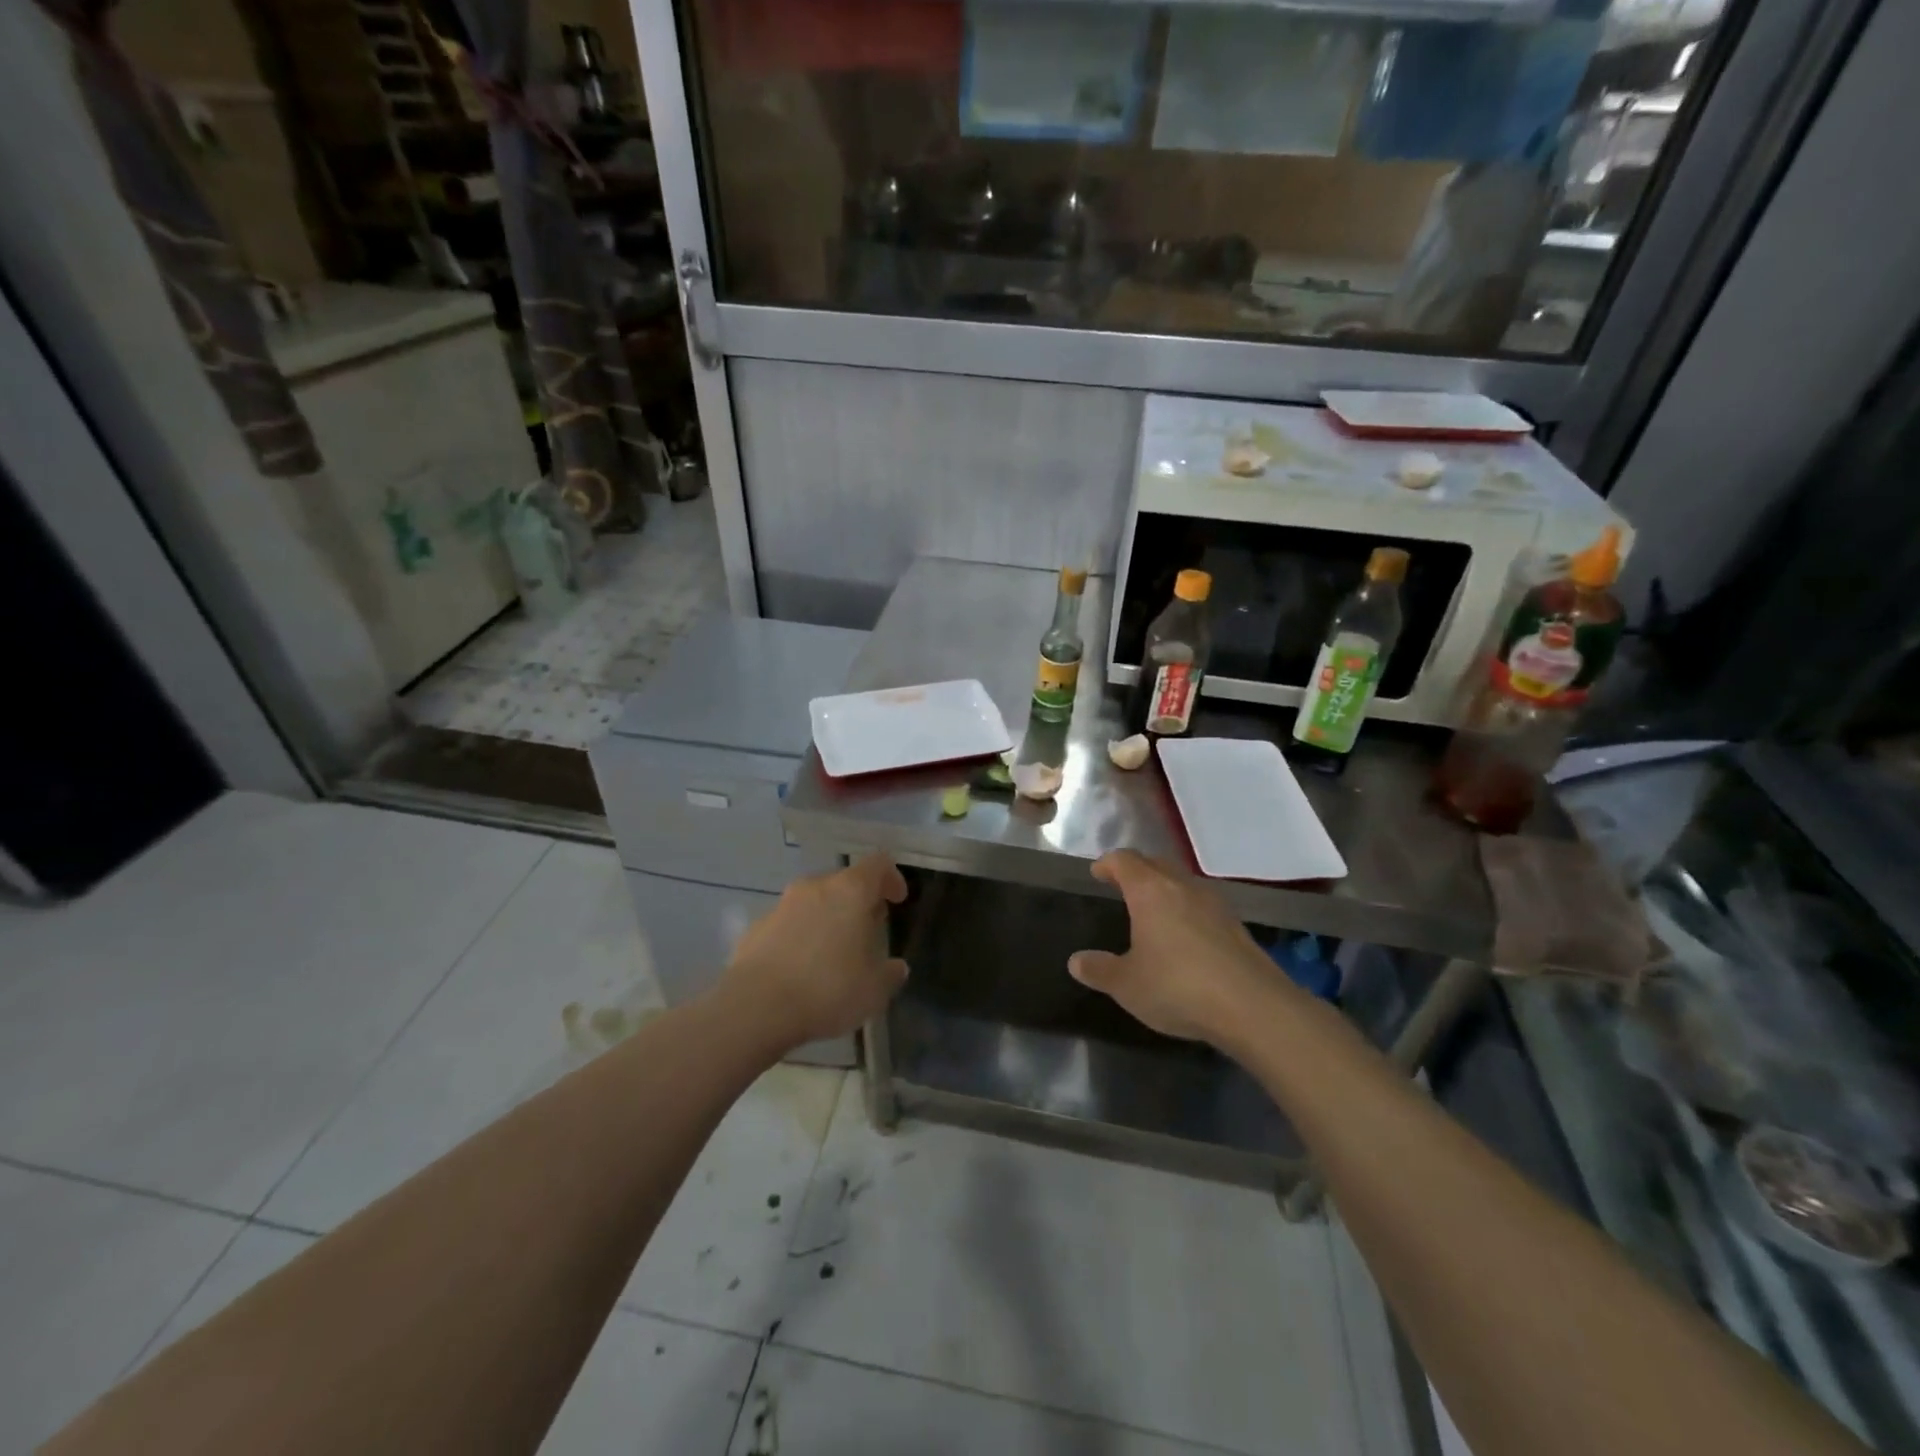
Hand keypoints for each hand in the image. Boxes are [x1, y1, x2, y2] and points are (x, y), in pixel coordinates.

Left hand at [722, 854, 908, 1048]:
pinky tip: (801, 969)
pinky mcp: (756, 926)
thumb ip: (890, 973)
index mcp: (850, 891)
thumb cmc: (827, 989)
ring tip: (833, 954)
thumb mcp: (874, 990)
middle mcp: (815, 887)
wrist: (756, 1007)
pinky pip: (788, 924)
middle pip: (844, 882)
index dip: (891, 878)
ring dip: (827, 919)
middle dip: (858, 903)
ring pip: (814, 902)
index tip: (897, 900)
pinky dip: (800, 937)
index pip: (878, 864)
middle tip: (867, 932)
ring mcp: (781, 904)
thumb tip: (896, 967)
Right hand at [1068, 851, 1286, 1045]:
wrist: (1253, 1007)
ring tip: (1152, 911)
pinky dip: (1186, 910)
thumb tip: (1076, 961)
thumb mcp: (1127, 985)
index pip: (1124, 860)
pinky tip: (1184, 936)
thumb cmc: (1178, 987)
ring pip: (1182, 882)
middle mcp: (1182, 886)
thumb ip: (1100, 970)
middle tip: (1121, 887)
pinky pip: (1202, 905)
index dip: (1107, 864)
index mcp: (1150, 891)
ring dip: (1164, 888)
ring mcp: (1214, 903)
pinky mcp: (1236, 925)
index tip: (1097, 873)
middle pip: (1155, 864)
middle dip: (1136, 871)